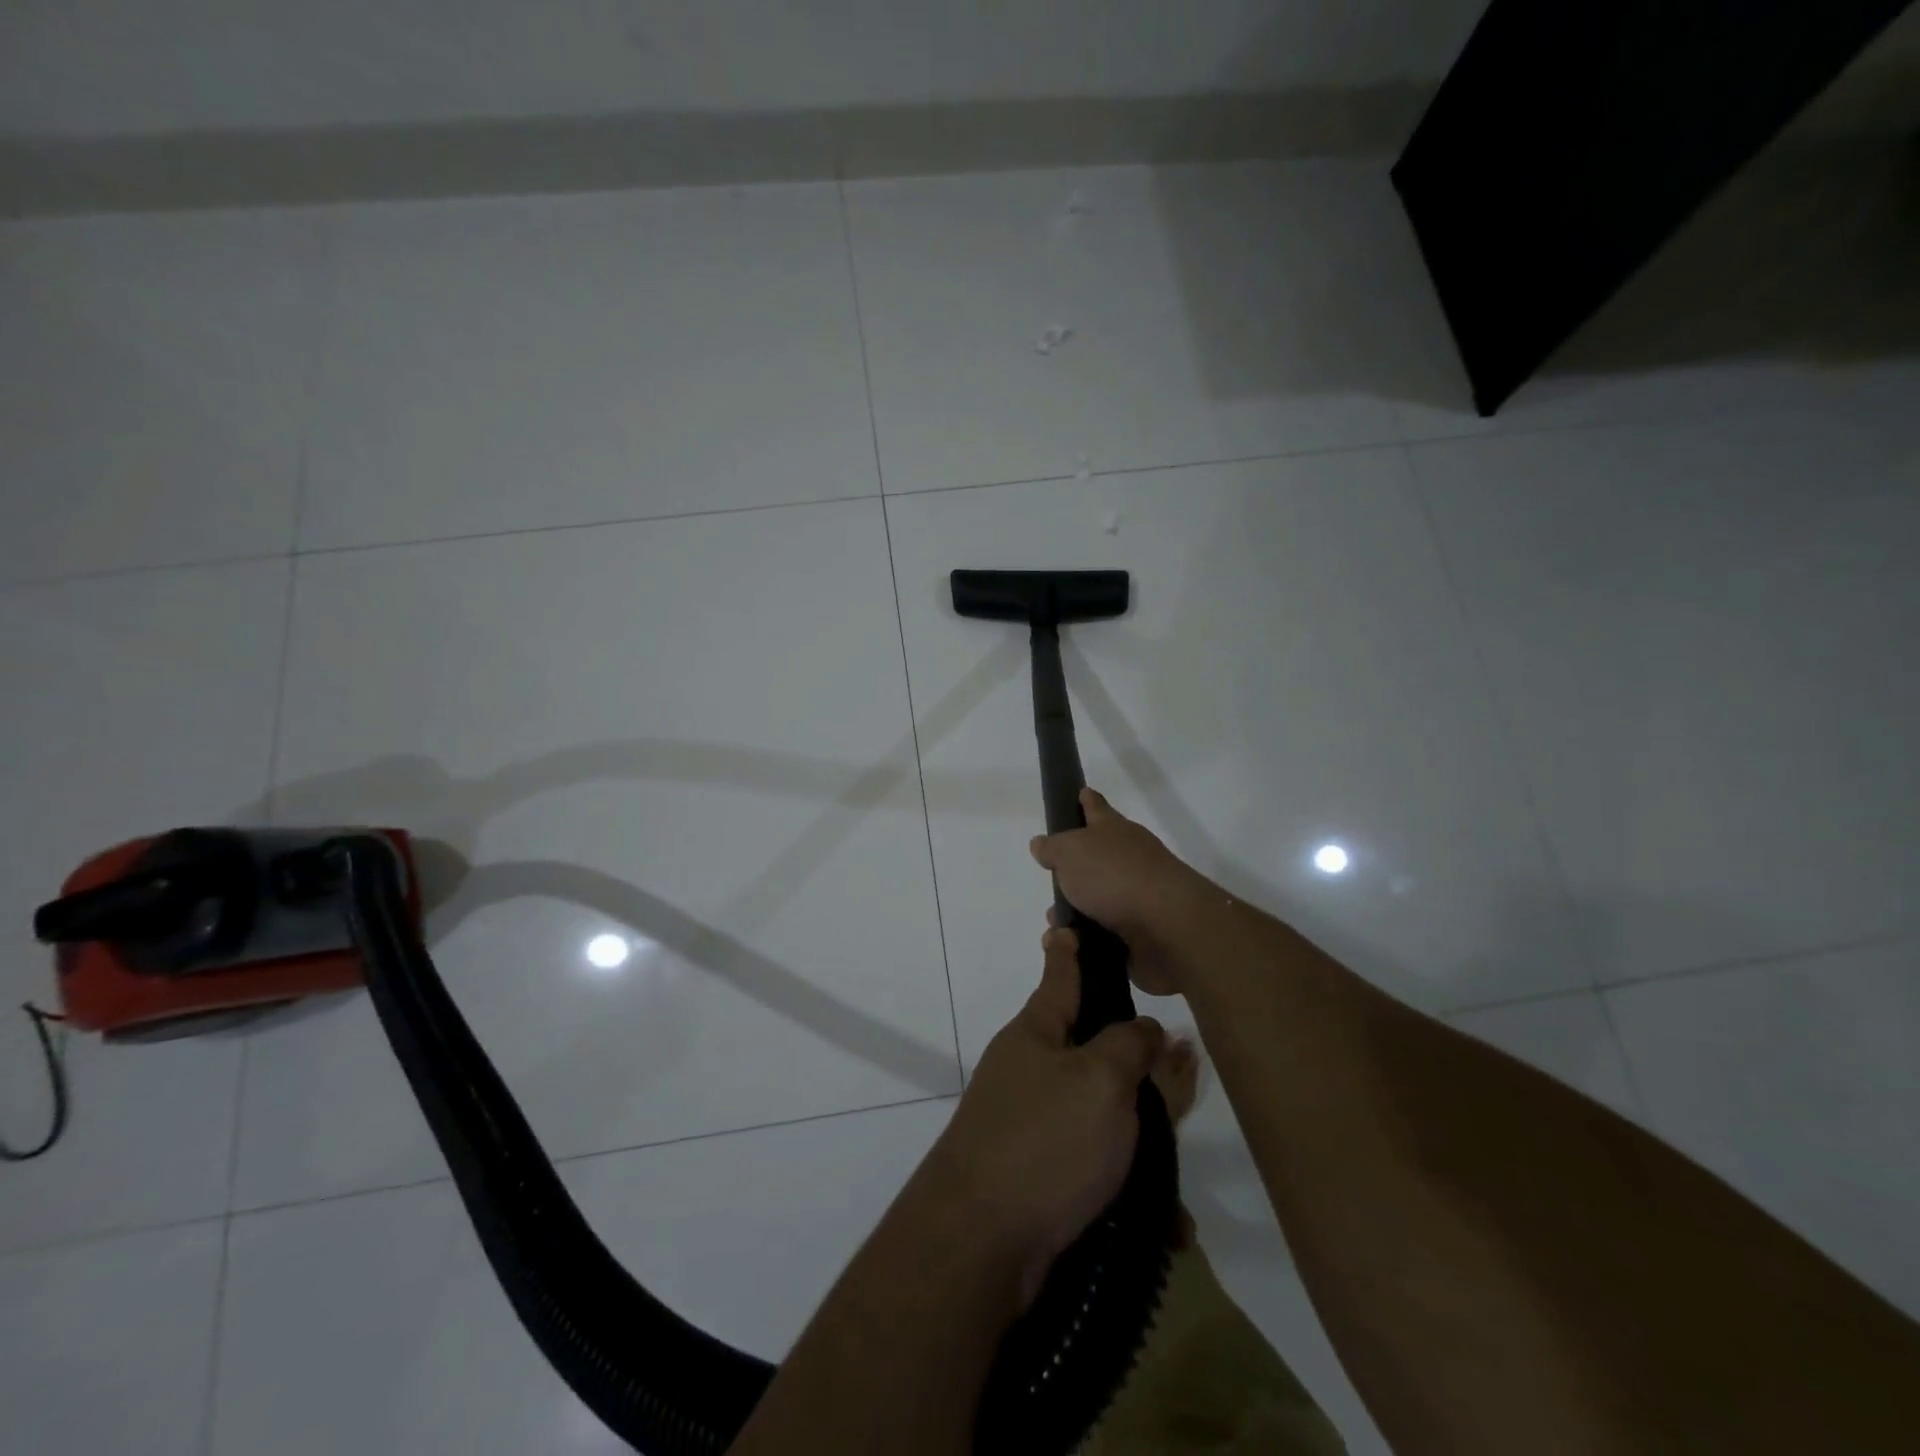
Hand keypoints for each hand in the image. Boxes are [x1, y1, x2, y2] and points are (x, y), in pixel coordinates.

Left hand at [915, 925, 1164, 1308]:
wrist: (979, 1242)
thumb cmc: (1044, 1141)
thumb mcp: (1099, 1080)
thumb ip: (1129, 1045)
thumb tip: (1147, 1029)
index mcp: (1036, 1032)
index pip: (1059, 976)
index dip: (1068, 950)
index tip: (1065, 925)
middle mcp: (1029, 1069)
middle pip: (1090, 1048)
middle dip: (1133, 1062)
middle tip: (1180, 1069)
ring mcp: (1029, 1120)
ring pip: (1099, 1111)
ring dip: (1139, 1137)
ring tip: (1179, 1163)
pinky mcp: (1036, 1171)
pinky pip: (1093, 1165)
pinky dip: (1127, 1186)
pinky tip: (1166, 1225)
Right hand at [1029, 787, 1217, 995]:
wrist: (1166, 927)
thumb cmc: (1114, 876)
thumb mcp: (1071, 852)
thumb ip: (1053, 848)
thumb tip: (1041, 843)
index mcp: (1114, 830)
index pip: (1096, 808)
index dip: (1086, 800)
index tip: (1080, 793)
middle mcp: (1129, 858)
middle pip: (1097, 857)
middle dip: (1073, 870)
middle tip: (1051, 879)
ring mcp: (1138, 896)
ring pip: (1098, 900)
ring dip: (1076, 912)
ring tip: (1055, 925)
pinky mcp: (1141, 933)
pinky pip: (1105, 935)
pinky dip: (1087, 940)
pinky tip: (1070, 946)